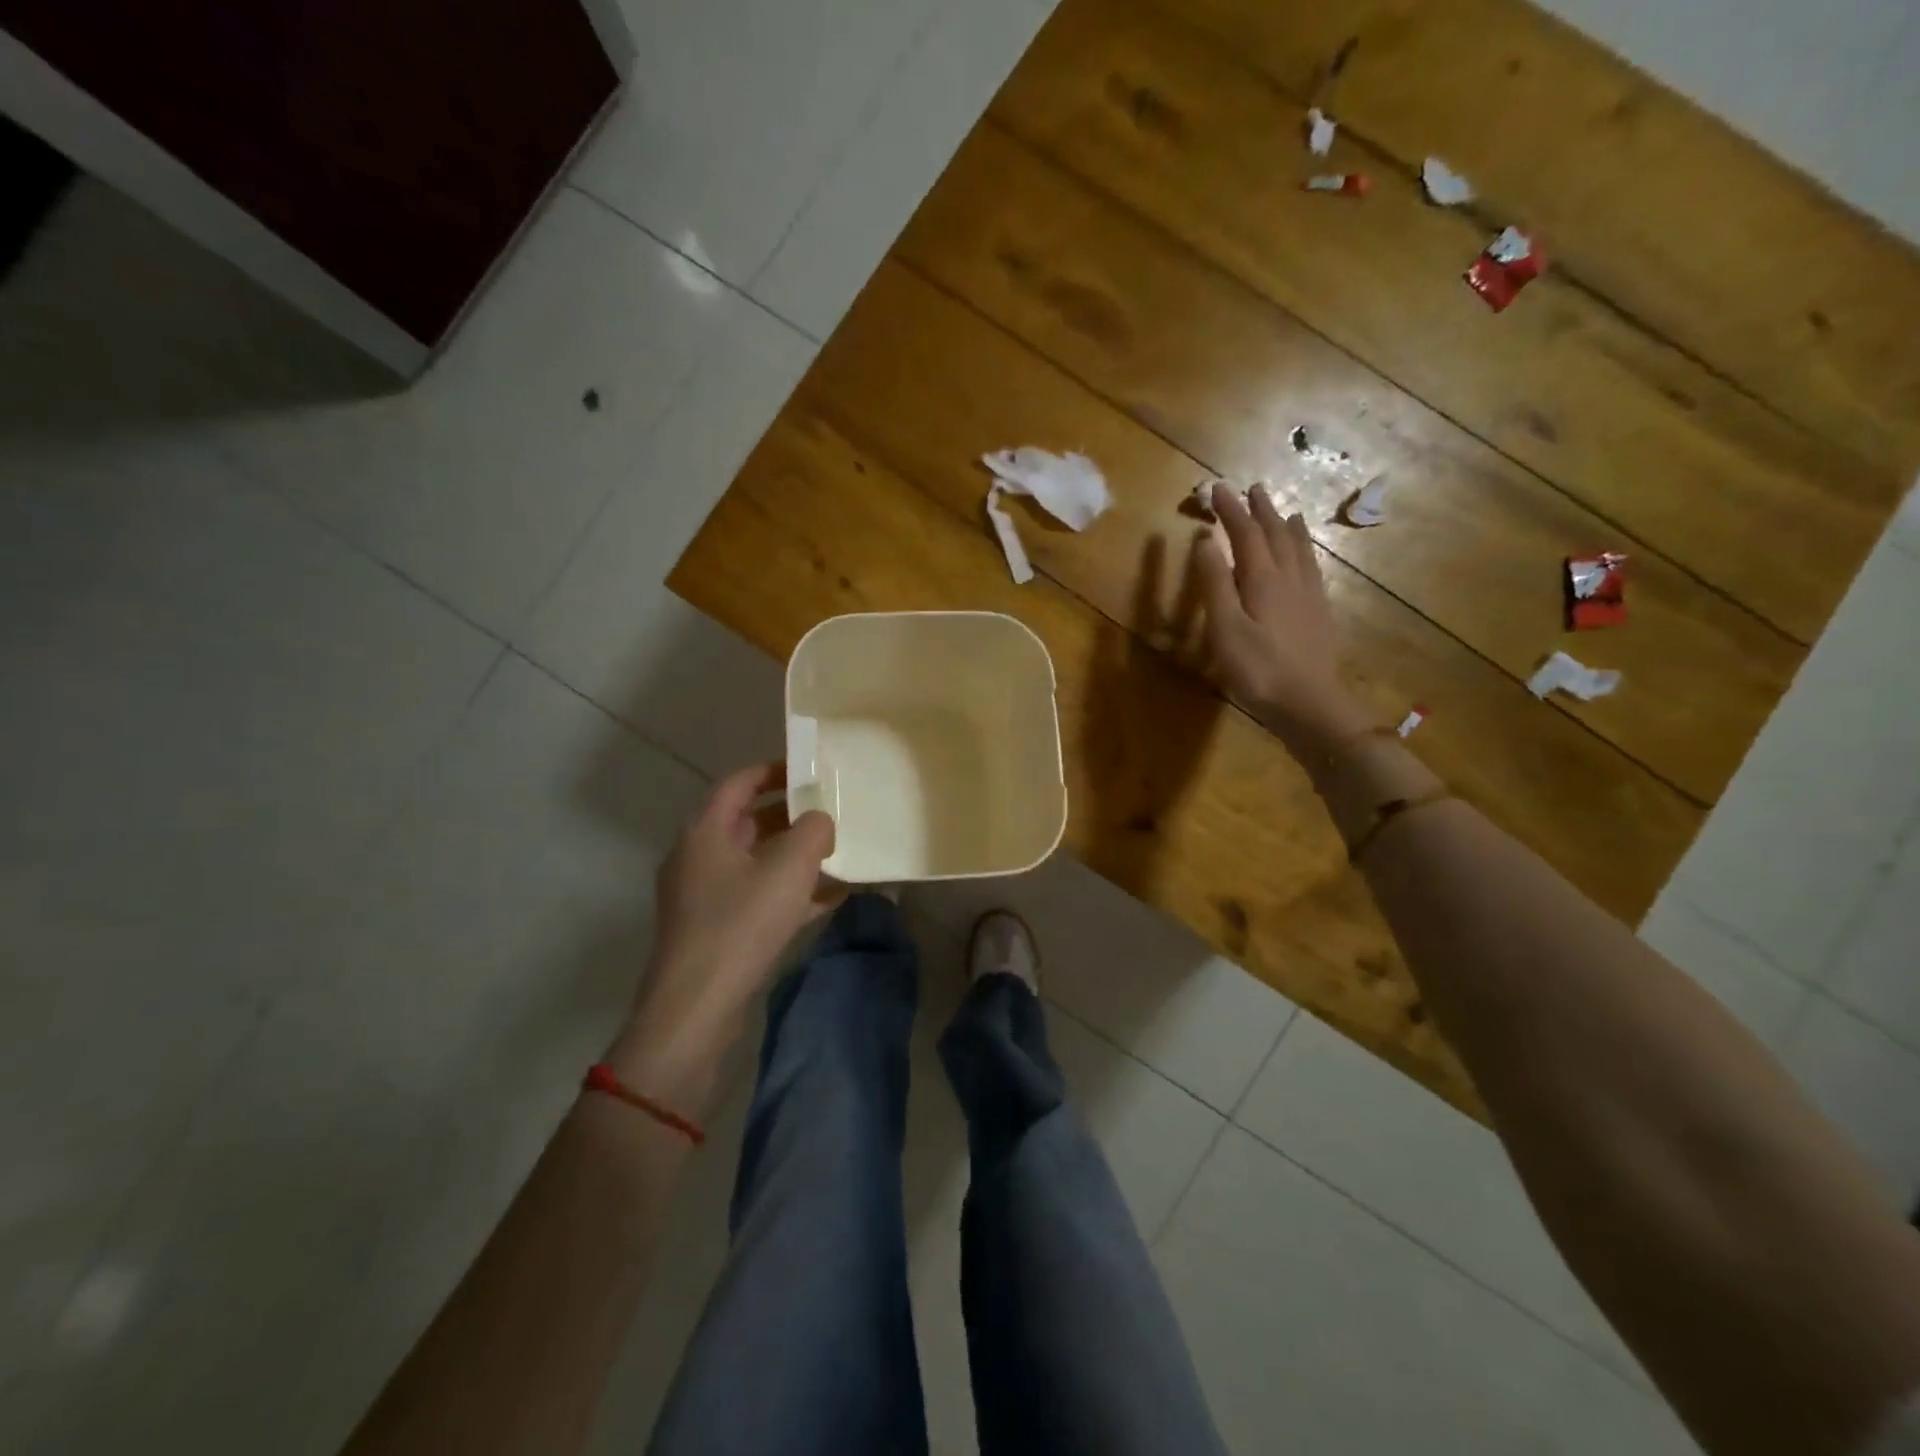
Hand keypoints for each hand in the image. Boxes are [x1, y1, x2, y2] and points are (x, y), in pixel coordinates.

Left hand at [611, 764, 843, 1106]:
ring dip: (793, 856)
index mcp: (706, 831)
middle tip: (831, 813)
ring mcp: (703, 895)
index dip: (774, 771)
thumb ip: (814, 831)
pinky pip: (756, 896)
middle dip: (791, 816)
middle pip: (748, 822)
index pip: (739, 783)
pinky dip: (788, 892)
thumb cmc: (741, 923)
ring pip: (755, 862)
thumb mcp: (789, 867)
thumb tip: (820, 822)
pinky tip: (829, 898)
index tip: (810, 771)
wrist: (697, 1006)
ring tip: (837, 854)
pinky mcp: (714, 929)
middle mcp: (698, 856)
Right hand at [1194, 482, 1372, 753]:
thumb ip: (1214, 583)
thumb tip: (1206, 540)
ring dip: (1286, 526)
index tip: (1216, 489)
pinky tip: (1304, 557)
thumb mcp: (1225, 628)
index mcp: (1262, 579)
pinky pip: (1311, 568)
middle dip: (1260, 511)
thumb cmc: (1258, 669)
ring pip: (1298, 549)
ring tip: (1284, 511)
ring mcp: (1308, 595)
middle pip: (1275, 535)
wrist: (1309, 703)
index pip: (1245, 534)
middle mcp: (1289, 578)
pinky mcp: (1318, 612)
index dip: (1231, 510)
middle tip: (1252, 489)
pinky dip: (1304, 551)